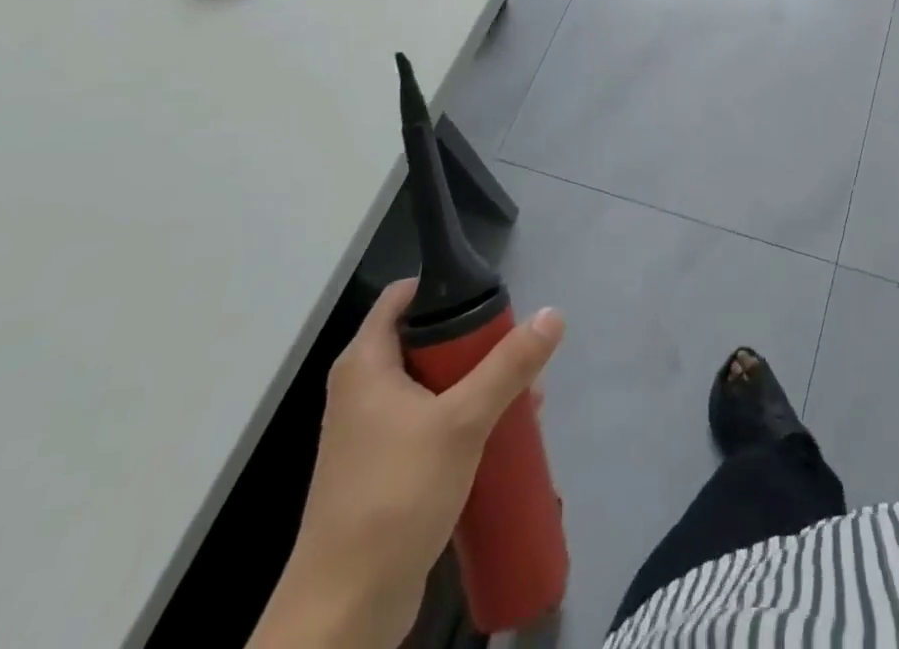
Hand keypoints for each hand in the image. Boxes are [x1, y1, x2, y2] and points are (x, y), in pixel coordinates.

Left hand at [249, 280, 564, 648]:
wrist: (344, 612)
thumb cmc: (396, 496)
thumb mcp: (462, 420)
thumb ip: (509, 365)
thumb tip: (554, 314)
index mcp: (365, 364)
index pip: (404, 296)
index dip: (445, 287)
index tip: (491, 296)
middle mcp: (362, 389)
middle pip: (425, 339)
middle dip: (475, 343)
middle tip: (517, 350)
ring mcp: (371, 432)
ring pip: (432, 384)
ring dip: (477, 384)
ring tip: (523, 395)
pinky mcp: (384, 469)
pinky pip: (430, 423)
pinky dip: (463, 419)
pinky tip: (501, 434)